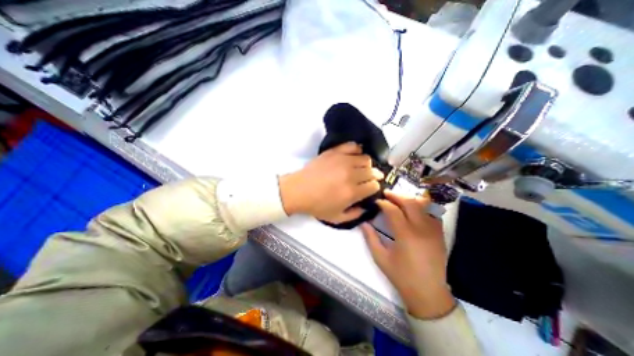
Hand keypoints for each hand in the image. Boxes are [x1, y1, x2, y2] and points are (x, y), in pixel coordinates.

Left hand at [279, 141, 383, 221]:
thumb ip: (355, 215)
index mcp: (352, 192)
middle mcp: (351, 175)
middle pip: (372, 171)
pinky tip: (354, 156)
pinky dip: (357, 150)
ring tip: (361, 168)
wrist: (298, 190)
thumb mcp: (337, 218)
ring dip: (367, 164)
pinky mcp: (334, 152)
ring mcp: (343, 161)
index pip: (374, 185)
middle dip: (374, 176)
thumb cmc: (317, 205)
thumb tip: (367, 208)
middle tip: (368, 178)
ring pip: (366, 158)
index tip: (370, 188)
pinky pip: (353, 146)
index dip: (374, 187)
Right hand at [362, 191, 455, 321]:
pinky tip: (413, 211)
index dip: (383, 203)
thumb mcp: (380, 258)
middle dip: (397, 195)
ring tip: (398, 199)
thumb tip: (363, 222)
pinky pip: (431, 214)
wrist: (428, 293)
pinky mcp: (440, 234)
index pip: (393, 210)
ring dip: (409, 199)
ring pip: (423, 205)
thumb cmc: (401, 276)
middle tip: (386, 194)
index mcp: (405, 235)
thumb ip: (370, 238)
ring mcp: (433, 230)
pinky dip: (420, 208)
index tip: (376, 202)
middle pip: (410, 202)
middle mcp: (421, 229)